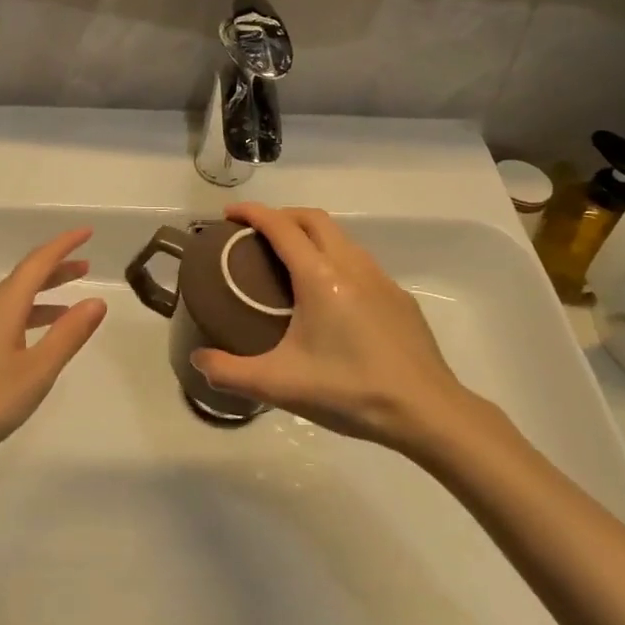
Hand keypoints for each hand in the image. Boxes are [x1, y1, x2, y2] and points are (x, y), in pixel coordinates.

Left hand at [0, 228, 106, 484]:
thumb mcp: (36, 371)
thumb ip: (68, 335)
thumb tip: (96, 300)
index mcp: (3, 307)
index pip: (37, 263)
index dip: (63, 245)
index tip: (87, 232)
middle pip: (24, 278)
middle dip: (56, 268)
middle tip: (86, 266)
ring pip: (14, 301)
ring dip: (43, 295)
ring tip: (71, 304)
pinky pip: (5, 320)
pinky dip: (29, 317)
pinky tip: (37, 341)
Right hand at [190, 204, 498, 454]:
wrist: (427, 411)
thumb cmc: (350, 391)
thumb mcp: (281, 385)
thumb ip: (231, 372)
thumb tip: (198, 360)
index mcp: (319, 277)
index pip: (281, 226)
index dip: (253, 213)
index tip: (229, 214)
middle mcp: (351, 265)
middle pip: (313, 219)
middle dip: (282, 215)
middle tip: (257, 235)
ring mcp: (381, 279)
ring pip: (341, 237)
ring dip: (311, 235)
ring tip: (290, 260)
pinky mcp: (399, 297)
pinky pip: (360, 262)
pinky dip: (336, 258)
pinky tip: (331, 296)